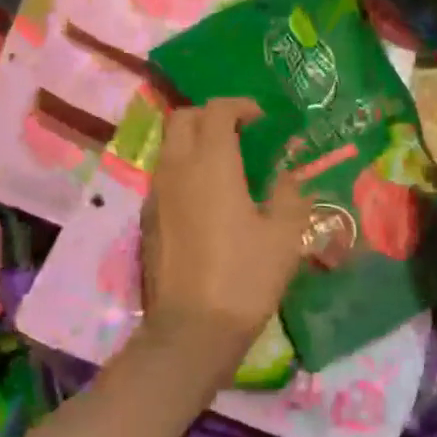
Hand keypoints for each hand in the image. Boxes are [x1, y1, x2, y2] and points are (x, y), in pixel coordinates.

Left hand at [141, 99, 309, 380]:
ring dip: (195, 142)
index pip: (217, 111)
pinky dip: (185, 170)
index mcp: (211, 163)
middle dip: (211, 116)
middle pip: (183, 119)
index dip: (240, 106)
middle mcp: (176, 169)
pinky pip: (165, 176)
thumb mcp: (283, 235)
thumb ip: (288, 196)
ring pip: (169, 147)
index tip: (262, 120)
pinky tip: (208, 200)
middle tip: (240, 134)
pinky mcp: (148, 220)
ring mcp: (156, 194)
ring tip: (227, 165)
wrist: (192, 330)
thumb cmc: (245, 276)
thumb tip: (285, 178)